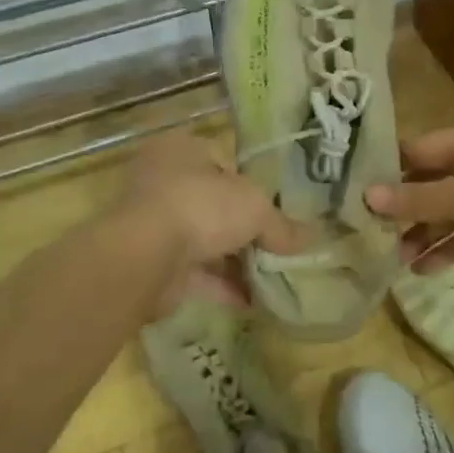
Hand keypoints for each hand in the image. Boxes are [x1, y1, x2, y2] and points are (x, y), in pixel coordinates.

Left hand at [115, 134, 308, 310]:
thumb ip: (281, 224)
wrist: (144, 257)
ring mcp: (154, 225)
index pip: (221, 162)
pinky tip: (252, 301)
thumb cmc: (201, 207)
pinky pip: (195, 274)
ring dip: (235, 261)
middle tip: (276, 246)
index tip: (273, 207)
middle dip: (244, 229)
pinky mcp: (152, 264)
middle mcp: (162, 182)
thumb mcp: (256, 207)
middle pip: (213, 205)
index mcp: (181, 150)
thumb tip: (309, 239)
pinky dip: (222, 287)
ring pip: (204, 241)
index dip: (249, 184)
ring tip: (272, 277)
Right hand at [365, 116, 453, 275]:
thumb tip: (368, 197)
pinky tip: (426, 268)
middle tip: (371, 234)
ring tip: (395, 259)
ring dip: (425, 231)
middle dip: (404, 208)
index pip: (418, 149)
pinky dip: (451, 245)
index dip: (387, 171)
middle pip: (433, 179)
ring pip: (452, 208)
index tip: (355, 195)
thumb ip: (418, 198)